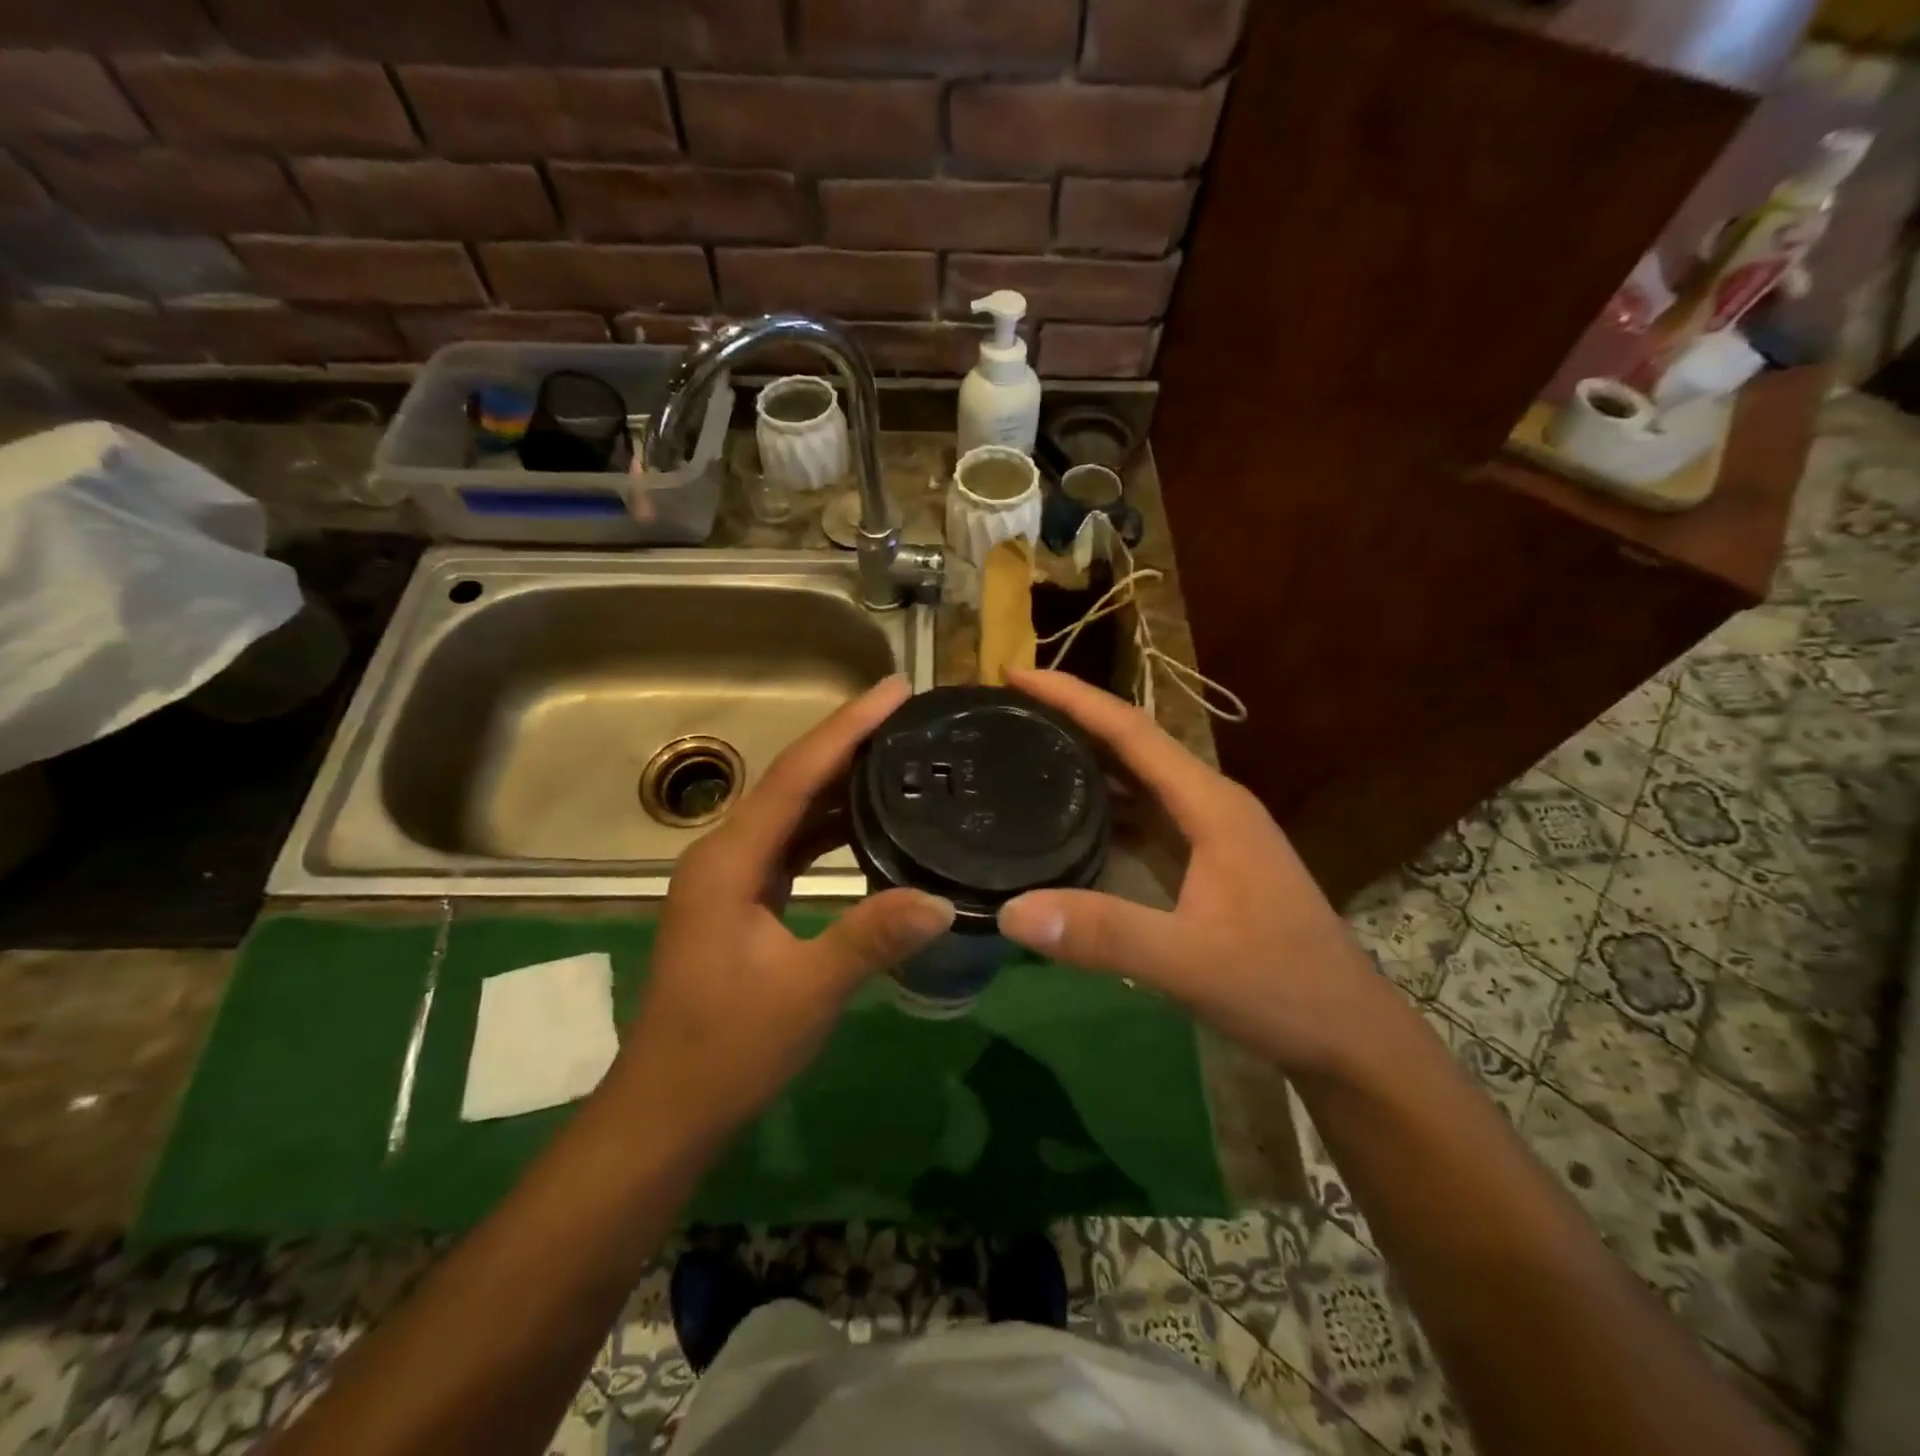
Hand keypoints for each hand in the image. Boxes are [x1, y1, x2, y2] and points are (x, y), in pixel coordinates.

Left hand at [613, 675, 953, 1136]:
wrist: (669, 1108)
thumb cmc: (727, 1047)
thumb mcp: (806, 991)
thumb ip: (871, 938)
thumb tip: (941, 900)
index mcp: (729, 860)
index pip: (795, 775)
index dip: (846, 727)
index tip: (894, 689)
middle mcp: (725, 853)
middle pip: (792, 781)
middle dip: (847, 742)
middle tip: (907, 714)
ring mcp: (730, 877)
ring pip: (791, 811)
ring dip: (839, 782)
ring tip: (897, 753)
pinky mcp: (742, 899)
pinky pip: (791, 843)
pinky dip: (829, 825)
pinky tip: (867, 821)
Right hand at [995, 669, 1389, 1077]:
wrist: (1346, 1035)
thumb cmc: (1281, 987)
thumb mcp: (1190, 962)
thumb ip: (1104, 934)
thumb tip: (1011, 911)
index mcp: (1210, 804)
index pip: (1131, 730)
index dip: (1072, 696)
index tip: (1015, 673)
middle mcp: (1209, 804)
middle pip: (1131, 744)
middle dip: (1071, 717)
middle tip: (1006, 710)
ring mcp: (1209, 833)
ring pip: (1137, 779)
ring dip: (1086, 759)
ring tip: (1025, 750)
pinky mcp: (1204, 862)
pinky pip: (1143, 816)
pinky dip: (1103, 804)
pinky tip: (1068, 818)